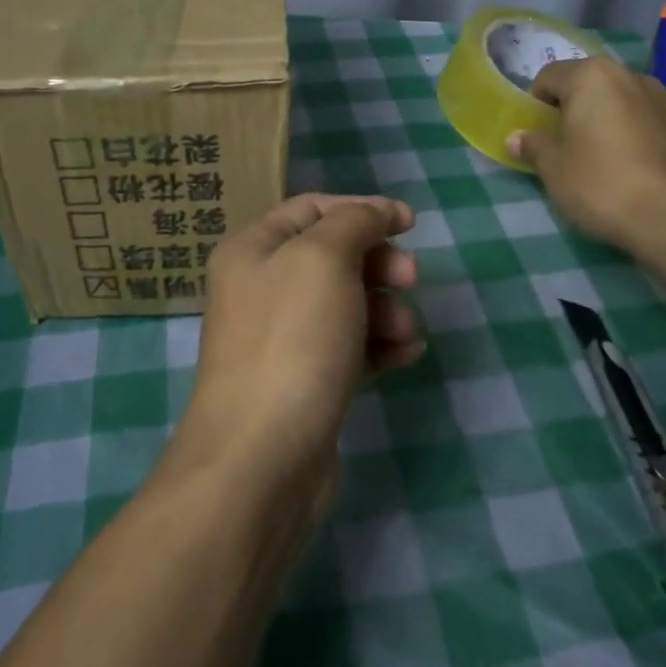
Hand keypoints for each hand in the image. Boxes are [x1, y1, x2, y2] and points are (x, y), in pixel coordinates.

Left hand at [172, 194, 421, 505]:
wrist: (262, 458)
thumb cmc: (293, 340)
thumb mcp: (325, 259)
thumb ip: (355, 222)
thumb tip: (378, 212)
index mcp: (254, 250)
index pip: (312, 209)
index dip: (363, 209)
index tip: (411, 223)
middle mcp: (262, 288)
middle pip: (332, 256)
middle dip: (377, 262)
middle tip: (410, 278)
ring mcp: (281, 339)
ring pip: (345, 303)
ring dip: (384, 308)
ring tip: (406, 332)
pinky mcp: (303, 381)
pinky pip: (348, 347)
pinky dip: (378, 345)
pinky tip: (405, 356)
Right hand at [507, 56, 665, 250]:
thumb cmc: (601, 185)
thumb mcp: (554, 170)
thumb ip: (534, 146)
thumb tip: (516, 137)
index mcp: (592, 77)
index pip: (550, 76)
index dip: (536, 103)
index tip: (537, 133)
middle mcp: (631, 76)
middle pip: (590, 84)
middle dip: (575, 108)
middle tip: (567, 145)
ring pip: (624, 101)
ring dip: (609, 119)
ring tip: (604, 157)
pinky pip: (651, 122)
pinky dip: (638, 135)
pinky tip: (636, 169)